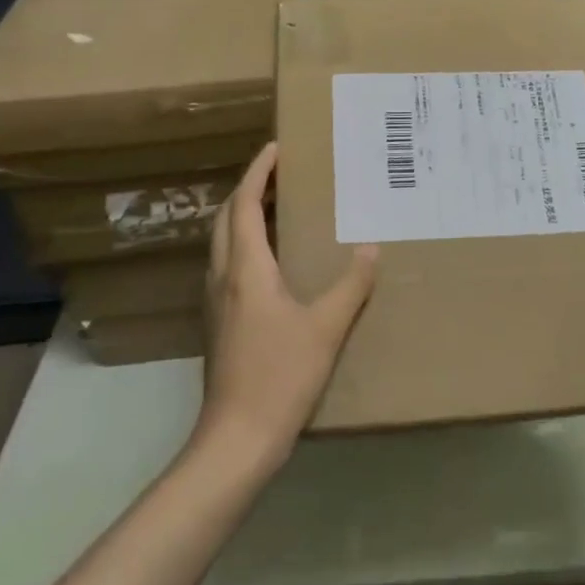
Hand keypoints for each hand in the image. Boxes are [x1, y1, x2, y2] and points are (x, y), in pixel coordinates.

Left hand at [196, 143, 377, 468]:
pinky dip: (243, 244)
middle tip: (278, 173)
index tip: (275, 148)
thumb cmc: (281, 374)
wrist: (237, 436)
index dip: (258, 173)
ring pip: (222, 242)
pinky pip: (226, 265)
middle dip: (248, 189)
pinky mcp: (217, 323)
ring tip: (275, 206)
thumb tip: (370, 248)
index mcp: (246, 268)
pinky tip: (268, 260)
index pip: (246, 205)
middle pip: (227, 218)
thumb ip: (351, 285)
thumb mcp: (326, 327)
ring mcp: (214, 301)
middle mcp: (222, 277)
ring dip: (242, 216)